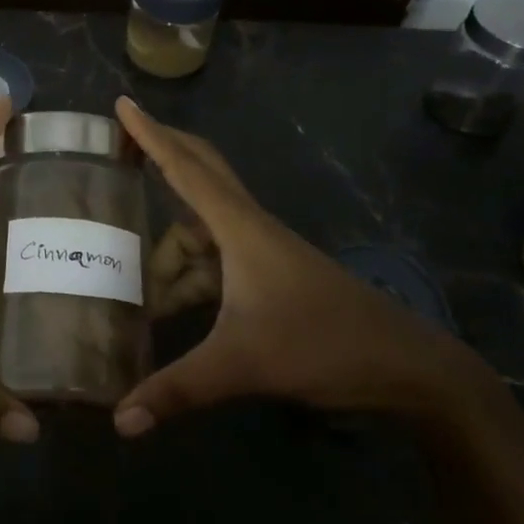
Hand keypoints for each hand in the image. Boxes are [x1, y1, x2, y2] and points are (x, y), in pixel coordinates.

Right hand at [112, 97, 487, 436]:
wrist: (404, 366)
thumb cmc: (323, 345)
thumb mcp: (243, 365)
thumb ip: (178, 389)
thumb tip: (119, 420)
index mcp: (240, 228)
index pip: (185, 169)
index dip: (150, 135)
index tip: (123, 103)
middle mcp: (249, 229)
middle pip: (199, 174)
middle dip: (162, 155)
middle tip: (121, 147)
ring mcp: (262, 252)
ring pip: (201, 231)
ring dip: (169, 250)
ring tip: (133, 286)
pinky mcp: (269, 277)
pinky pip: (214, 260)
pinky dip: (188, 275)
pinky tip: (169, 306)